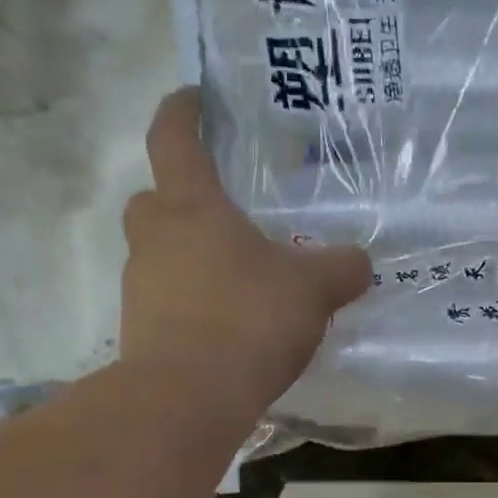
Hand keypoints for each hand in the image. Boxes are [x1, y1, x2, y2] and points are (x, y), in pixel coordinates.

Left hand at [123, 89, 371, 415]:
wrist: (188, 399)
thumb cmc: (248, 321)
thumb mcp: (313, 290)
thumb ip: (341, 268)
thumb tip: (358, 262)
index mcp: (191, 207)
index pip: (173, 138)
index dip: (182, 111)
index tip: (194, 98)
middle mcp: (155, 238)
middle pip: (155, 199)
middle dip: (181, 197)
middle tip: (222, 211)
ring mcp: (140, 287)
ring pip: (158, 254)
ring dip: (188, 256)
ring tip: (236, 278)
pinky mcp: (139, 331)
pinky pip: (165, 300)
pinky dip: (189, 303)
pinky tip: (226, 326)